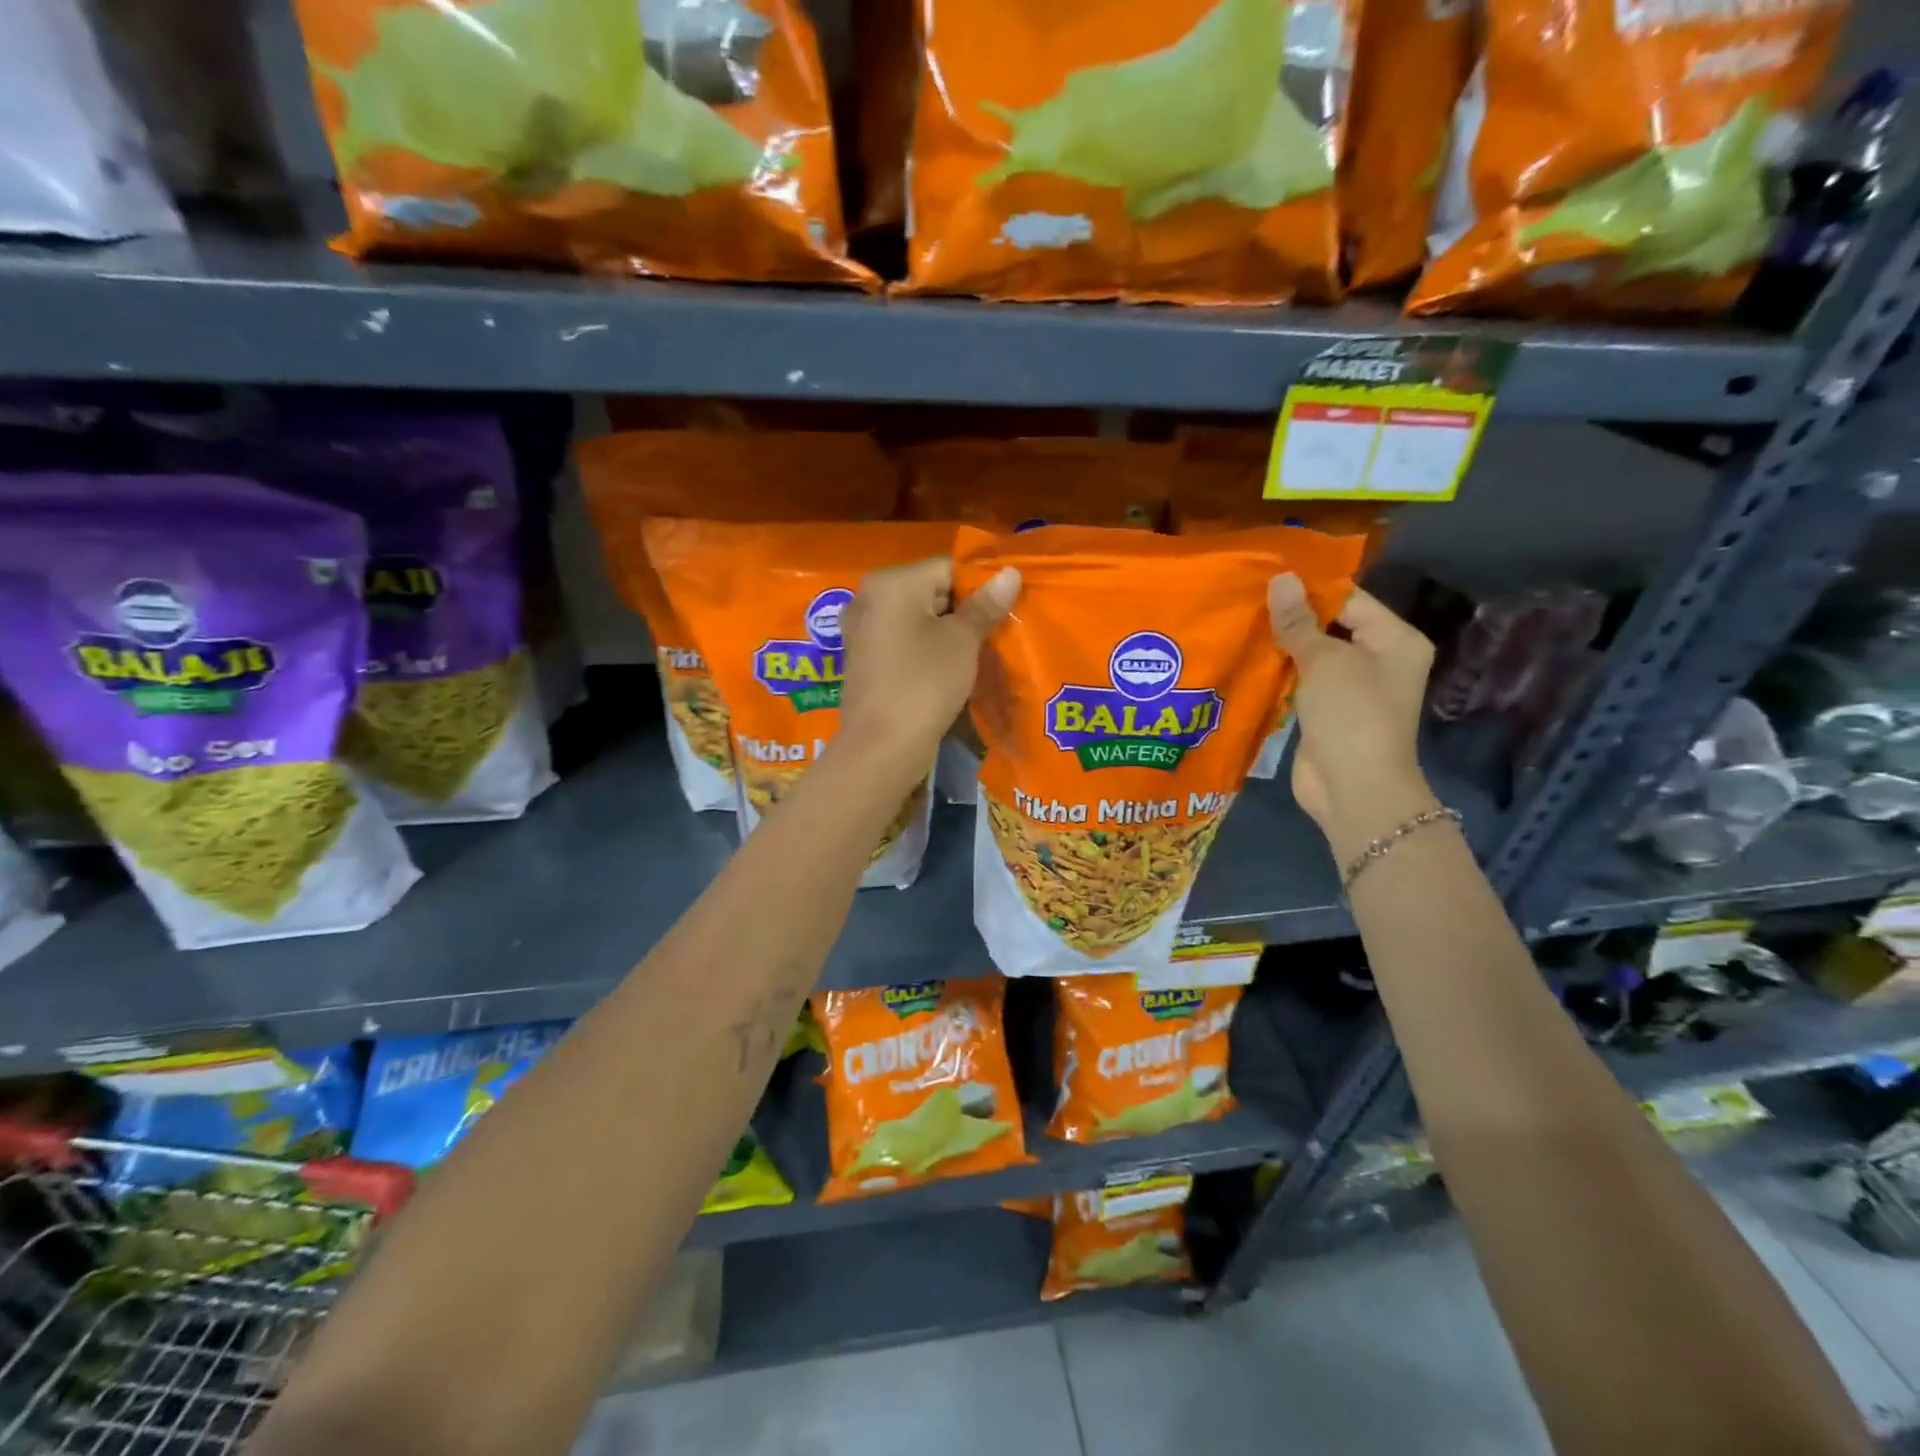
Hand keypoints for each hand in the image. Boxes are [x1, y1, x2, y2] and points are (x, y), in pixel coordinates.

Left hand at [839, 557, 1020, 768]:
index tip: (1002, 613)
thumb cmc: (924, 684)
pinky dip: (924, 650)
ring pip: (916, 619)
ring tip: (974, 655)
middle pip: (929, 591)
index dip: (980, 587)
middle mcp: (868, 597)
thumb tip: (1010, 573)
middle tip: (993, 636)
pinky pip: (901, 641)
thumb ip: (985, 605)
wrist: (882, 747)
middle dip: (962, 611)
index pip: (947, 568)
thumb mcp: (962, 642)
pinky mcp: (862, 659)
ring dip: (945, 633)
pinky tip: (946, 671)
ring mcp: (861, 630)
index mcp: (891, 582)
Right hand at [1268, 574, 1437, 853]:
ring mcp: (1351, 689)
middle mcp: (1378, 660)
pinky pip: (1300, 682)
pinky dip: (1278, 673)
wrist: (1354, 789)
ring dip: (1280, 645)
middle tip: (1244, 599)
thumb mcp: (1324, 662)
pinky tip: (1246, 658)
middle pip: (1330, 626)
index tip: (1265, 577)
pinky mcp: (1326, 713)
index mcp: (1394, 639)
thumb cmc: (1351, 716)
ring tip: (1238, 623)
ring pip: (1312, 656)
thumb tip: (1281, 578)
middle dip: (1290, 617)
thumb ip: (1299, 622)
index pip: (1349, 599)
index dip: (1308, 588)